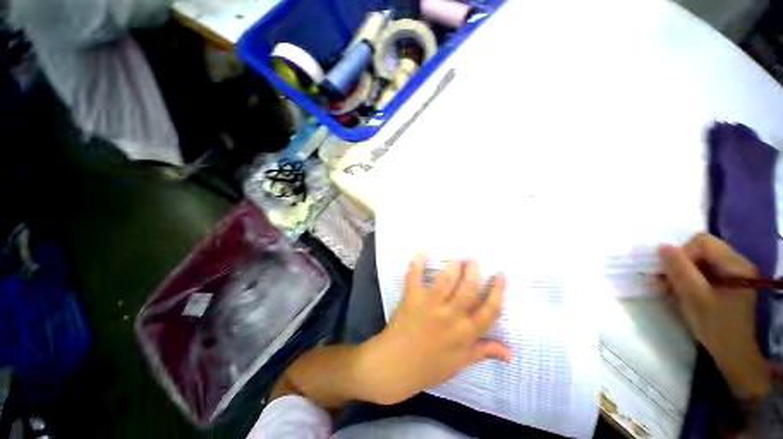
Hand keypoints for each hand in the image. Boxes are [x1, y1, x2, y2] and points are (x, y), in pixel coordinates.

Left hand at [357, 255, 508, 404]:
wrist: (395, 366)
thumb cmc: (429, 367)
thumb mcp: (460, 363)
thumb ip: (484, 352)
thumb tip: (510, 353)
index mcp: (465, 334)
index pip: (490, 310)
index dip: (498, 291)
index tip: (500, 275)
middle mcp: (449, 317)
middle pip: (469, 289)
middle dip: (474, 271)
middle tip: (473, 261)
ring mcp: (429, 306)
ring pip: (445, 281)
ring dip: (452, 266)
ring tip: (455, 258)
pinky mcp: (411, 298)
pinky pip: (415, 277)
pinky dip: (418, 263)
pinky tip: (422, 251)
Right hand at [658, 233, 769, 398]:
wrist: (733, 353)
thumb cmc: (716, 326)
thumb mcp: (696, 298)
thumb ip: (680, 271)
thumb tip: (662, 247)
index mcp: (735, 265)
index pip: (702, 242)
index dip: (682, 254)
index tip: (671, 275)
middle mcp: (737, 264)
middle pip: (701, 250)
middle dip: (681, 264)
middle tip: (667, 282)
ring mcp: (733, 274)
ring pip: (700, 261)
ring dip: (682, 273)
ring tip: (671, 289)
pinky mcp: (727, 283)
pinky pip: (704, 272)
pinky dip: (689, 279)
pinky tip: (682, 292)